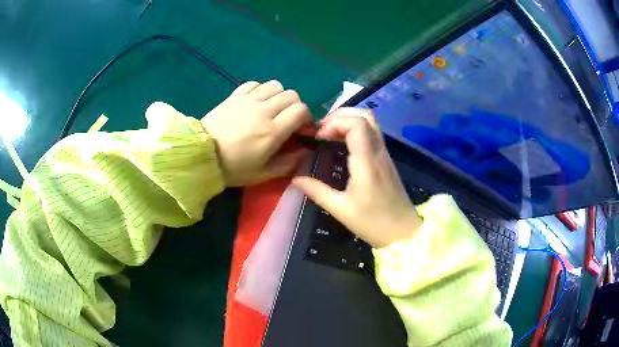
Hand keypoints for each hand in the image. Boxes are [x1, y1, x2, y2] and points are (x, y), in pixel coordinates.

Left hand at [201, 80, 311, 186]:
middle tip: (286, 118)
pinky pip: (254, 84)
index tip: (299, 127)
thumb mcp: (262, 174)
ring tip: (271, 108)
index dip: (305, 117)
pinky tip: (255, 101)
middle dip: (294, 106)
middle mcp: (263, 111)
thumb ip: (288, 163)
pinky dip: (260, 90)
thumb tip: (306, 151)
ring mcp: (247, 100)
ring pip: (275, 85)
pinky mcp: (234, 96)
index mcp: (272, 131)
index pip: (301, 110)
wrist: (200, 156)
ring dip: (278, 95)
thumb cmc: (232, 168)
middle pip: (291, 95)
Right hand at [292, 108, 421, 247]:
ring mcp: (385, 154)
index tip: (318, 137)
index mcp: (367, 162)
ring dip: (348, 120)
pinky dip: (355, 130)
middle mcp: (379, 152)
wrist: (404, 233)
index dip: (334, 123)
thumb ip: (317, 191)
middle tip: (322, 129)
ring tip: (329, 133)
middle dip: (340, 115)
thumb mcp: (341, 210)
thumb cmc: (373, 223)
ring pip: (371, 122)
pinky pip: (372, 134)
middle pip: (365, 115)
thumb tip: (295, 178)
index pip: (356, 124)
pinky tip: (342, 144)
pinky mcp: (386, 160)